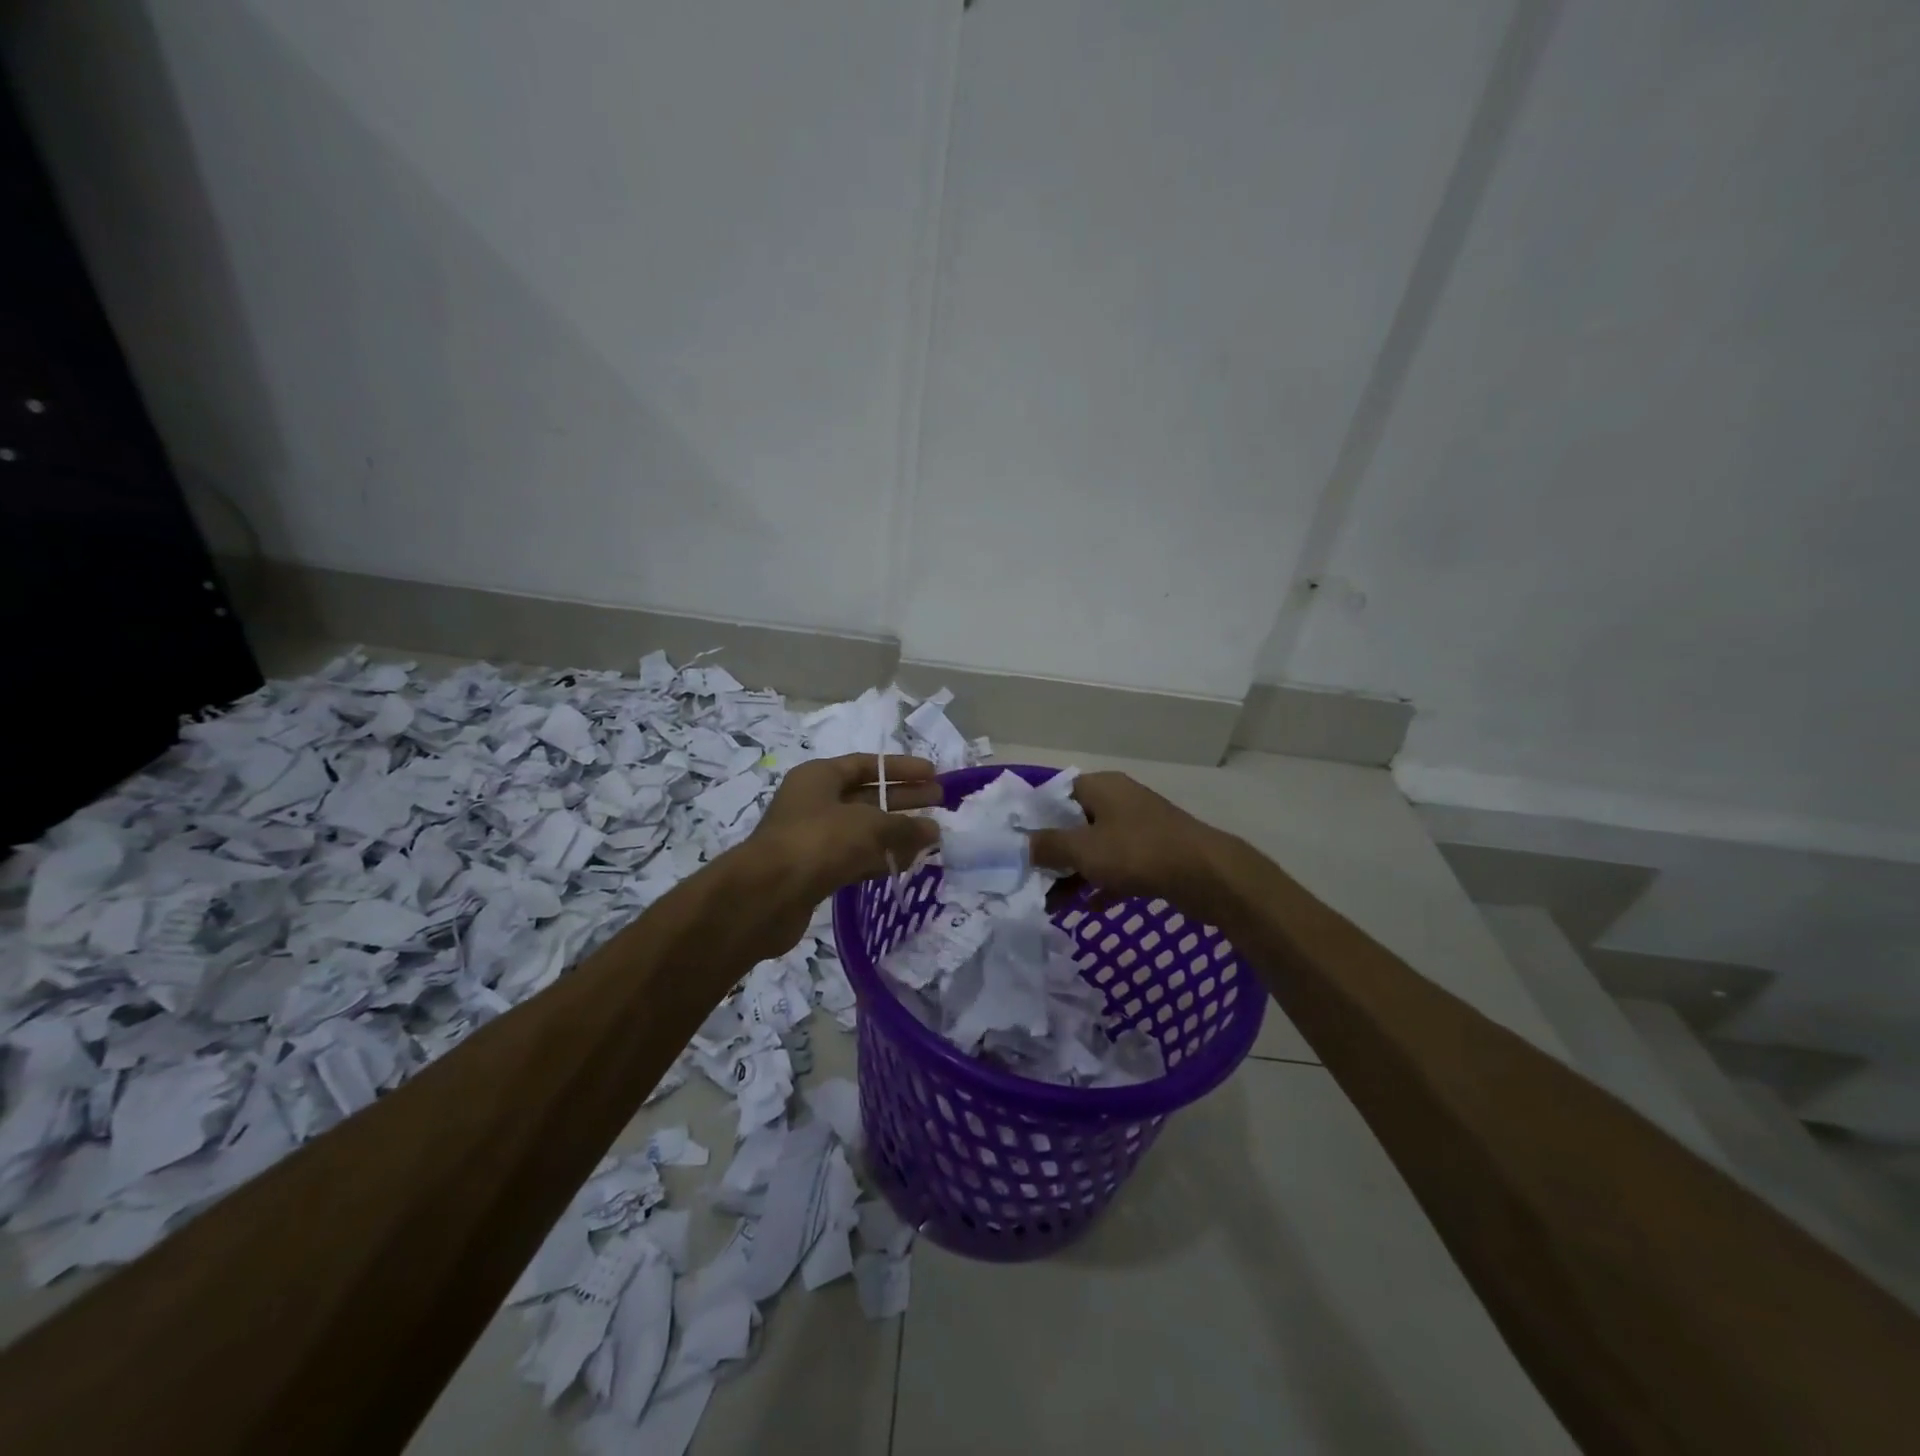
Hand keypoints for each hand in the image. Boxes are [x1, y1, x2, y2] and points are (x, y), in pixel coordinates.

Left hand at [738, 753, 943, 950]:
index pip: (867, 764)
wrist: (766, 895)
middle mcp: (814, 801)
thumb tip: (933, 831)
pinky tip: (905, 864)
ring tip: (931, 838)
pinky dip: (879, 858)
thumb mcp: (868, 826)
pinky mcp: (814, 870)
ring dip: (895, 833)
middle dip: (904, 799)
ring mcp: (812, 837)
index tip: (934, 775)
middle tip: (939, 803)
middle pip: (867, 796)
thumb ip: (904, 827)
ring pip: (862, 829)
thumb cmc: (818, 842)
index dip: (902, 769)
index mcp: (819, 777)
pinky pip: (854, 857)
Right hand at [1027, 771, 1233, 911]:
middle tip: (1029, 878)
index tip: (1015, 844)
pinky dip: (1102, 884)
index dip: (1034, 817)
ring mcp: (1139, 828)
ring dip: (1074, 873)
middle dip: (1052, 853)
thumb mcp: (1084, 849)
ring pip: (1096, 848)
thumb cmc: (1138, 852)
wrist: (1207, 875)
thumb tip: (1021, 845)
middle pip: (1074, 823)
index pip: (1056, 794)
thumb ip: (1048, 846)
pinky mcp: (1154, 855)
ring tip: (1051, 903)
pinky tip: (1087, 908)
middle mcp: (1119, 801)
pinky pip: (1118, 867)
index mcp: (1101, 787)